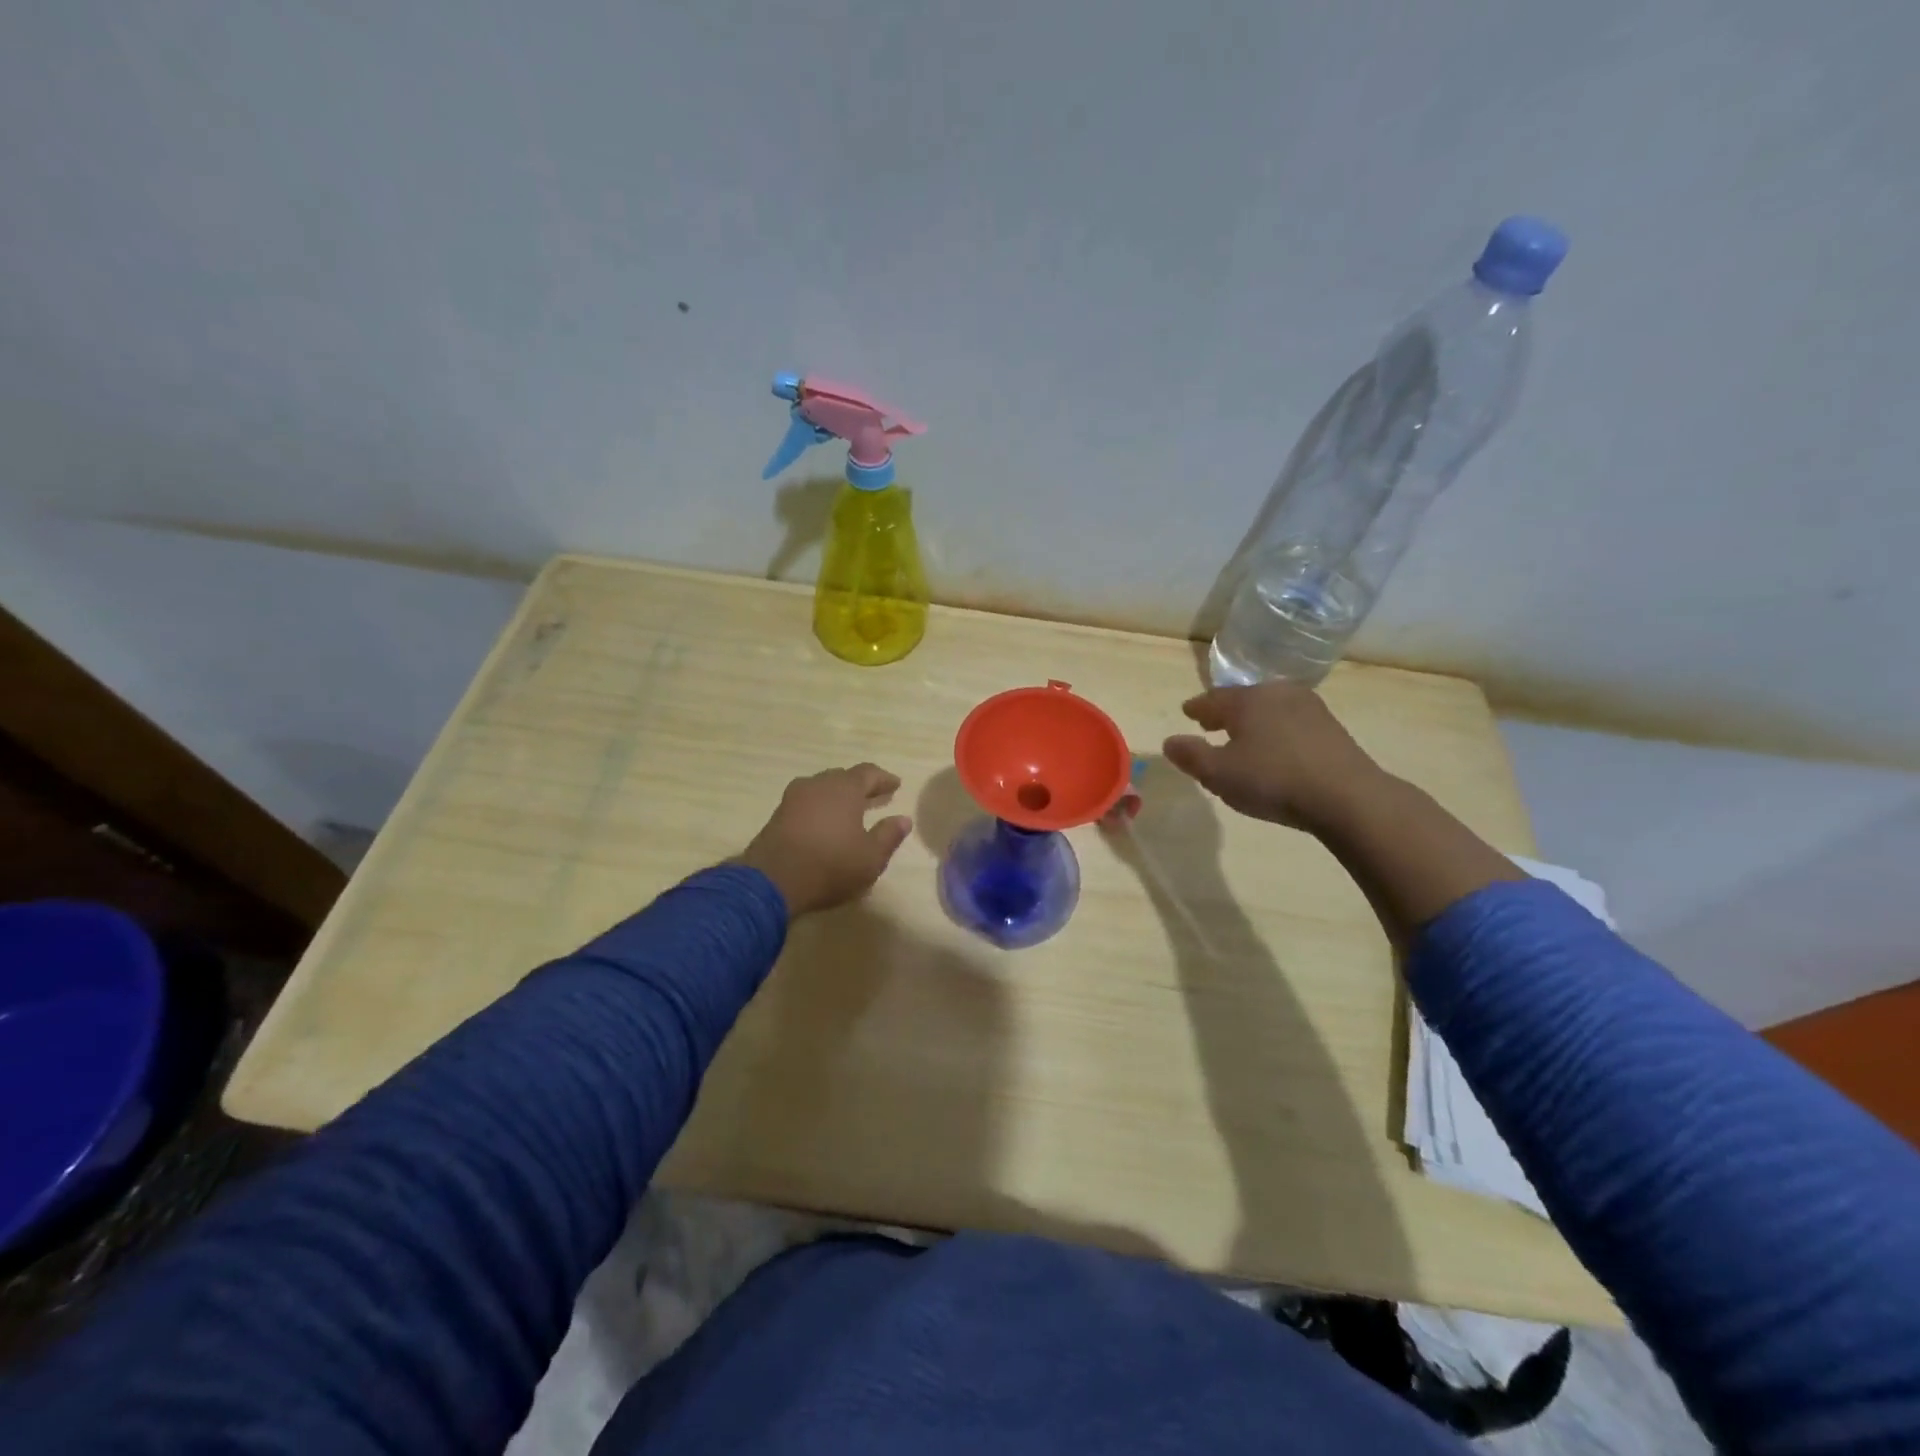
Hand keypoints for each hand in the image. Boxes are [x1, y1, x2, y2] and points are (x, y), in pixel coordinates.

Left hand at [737, 763, 913, 916]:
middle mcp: (818, 785)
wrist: (772, 881)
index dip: (884, 778)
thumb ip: (889, 835)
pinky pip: (806, 803)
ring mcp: (793, 798)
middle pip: (843, 777)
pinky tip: (824, 823)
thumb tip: (904, 819)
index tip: (896, 785)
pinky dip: (820, 808)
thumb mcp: (871, 857)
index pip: (868, 773)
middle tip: (874, 796)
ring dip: (837, 796)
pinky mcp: (777, 815)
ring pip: (821, 788)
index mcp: (844, 788)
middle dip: (860, 785)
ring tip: (849, 809)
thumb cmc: (830, 866)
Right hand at [1162, 683, 1388, 832]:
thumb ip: (1191, 756)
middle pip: (1243, 699)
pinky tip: (1275, 749)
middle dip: (1225, 712)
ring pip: (1269, 709)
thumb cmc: (1273, 780)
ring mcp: (1309, 708)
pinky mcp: (1331, 728)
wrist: (1348, 797)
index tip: (1187, 713)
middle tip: (1211, 724)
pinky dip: (1275, 731)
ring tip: (1243, 738)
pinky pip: (1291, 722)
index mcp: (1247, 700)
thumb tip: (1170, 742)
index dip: (1197, 708)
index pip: (1212, 699)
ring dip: (1252, 722)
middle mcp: (1277, 694)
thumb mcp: (1219, 774)